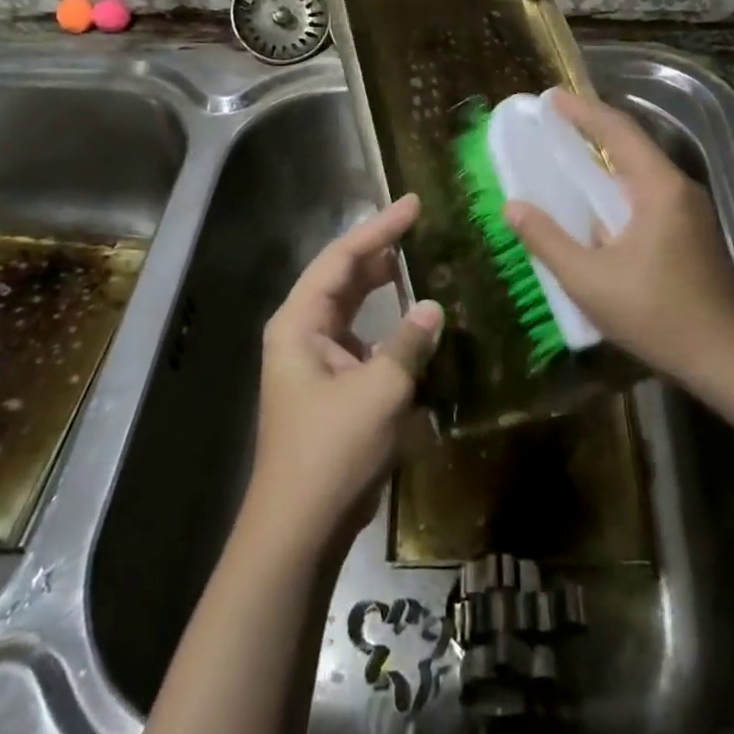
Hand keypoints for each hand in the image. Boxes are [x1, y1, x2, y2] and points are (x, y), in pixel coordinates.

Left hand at [243, 193, 443, 554]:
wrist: (299, 529)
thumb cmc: (331, 451)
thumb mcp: (379, 390)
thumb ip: (409, 342)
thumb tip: (434, 306)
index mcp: (299, 323)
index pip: (341, 258)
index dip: (379, 228)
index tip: (413, 204)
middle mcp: (302, 333)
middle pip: (343, 277)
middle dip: (380, 250)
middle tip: (420, 225)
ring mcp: (315, 361)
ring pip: (352, 308)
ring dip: (384, 286)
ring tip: (419, 260)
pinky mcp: (332, 387)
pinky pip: (363, 340)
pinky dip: (388, 326)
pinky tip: (416, 322)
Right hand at [504, 90, 733, 382]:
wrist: (725, 358)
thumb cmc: (656, 316)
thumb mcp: (589, 281)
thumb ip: (548, 240)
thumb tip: (513, 206)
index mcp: (660, 189)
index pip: (618, 132)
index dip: (582, 110)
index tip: (551, 97)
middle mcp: (680, 188)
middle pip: (634, 144)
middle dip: (594, 127)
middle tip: (556, 119)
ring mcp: (692, 209)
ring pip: (644, 168)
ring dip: (609, 155)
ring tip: (572, 151)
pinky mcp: (694, 230)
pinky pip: (651, 190)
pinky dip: (621, 182)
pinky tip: (601, 199)